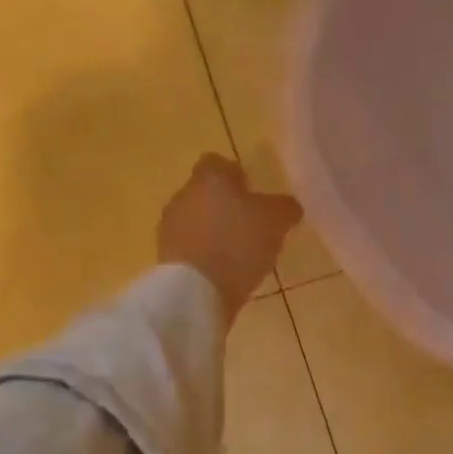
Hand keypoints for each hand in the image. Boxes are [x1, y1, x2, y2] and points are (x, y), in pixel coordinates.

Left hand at [157, 155, 302, 322]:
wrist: (196, 290)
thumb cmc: (239, 243)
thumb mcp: (277, 221)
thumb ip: (284, 207)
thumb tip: (287, 206)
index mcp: (210, 178)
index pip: (218, 163)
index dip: (236, 175)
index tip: (252, 193)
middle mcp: (184, 195)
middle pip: (205, 193)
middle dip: (225, 206)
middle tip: (251, 226)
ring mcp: (170, 227)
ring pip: (196, 221)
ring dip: (214, 232)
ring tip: (239, 253)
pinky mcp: (166, 257)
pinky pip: (190, 248)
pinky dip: (205, 255)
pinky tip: (224, 271)